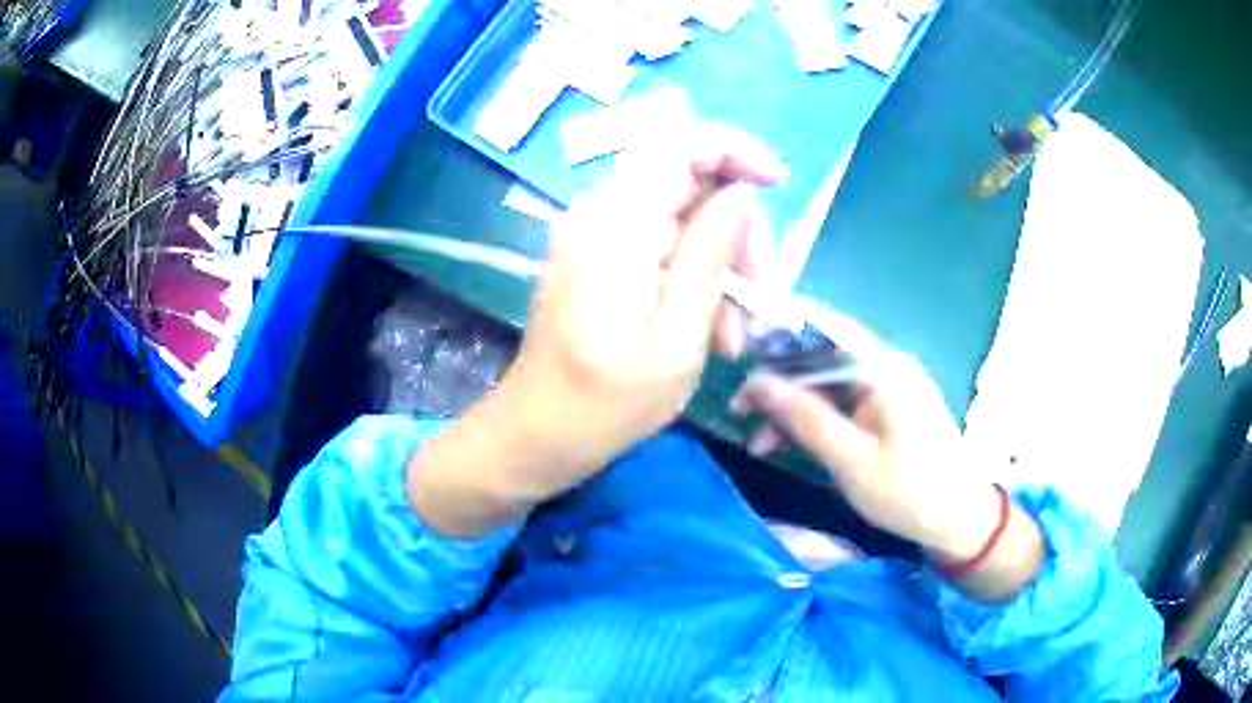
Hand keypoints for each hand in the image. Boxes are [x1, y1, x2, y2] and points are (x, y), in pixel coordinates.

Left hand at [409, 126, 784, 537]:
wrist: (536, 434)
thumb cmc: (607, 405)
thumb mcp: (678, 340)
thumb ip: (709, 256)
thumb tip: (739, 194)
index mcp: (618, 226)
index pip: (678, 142)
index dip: (735, 150)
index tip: (777, 186)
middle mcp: (600, 214)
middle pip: (690, 182)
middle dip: (737, 232)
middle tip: (759, 302)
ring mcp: (594, 235)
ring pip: (682, 215)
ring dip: (720, 264)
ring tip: (732, 336)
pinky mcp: (596, 256)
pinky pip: (660, 240)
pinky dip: (693, 274)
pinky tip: (707, 328)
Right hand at [730, 307, 1005, 560]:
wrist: (959, 519)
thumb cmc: (910, 492)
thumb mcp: (852, 461)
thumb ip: (806, 419)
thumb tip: (760, 383)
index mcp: (882, 368)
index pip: (823, 328)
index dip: (780, 332)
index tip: (741, 351)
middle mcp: (884, 367)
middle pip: (821, 357)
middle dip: (779, 382)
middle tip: (740, 410)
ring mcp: (887, 389)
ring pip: (827, 385)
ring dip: (792, 408)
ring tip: (757, 442)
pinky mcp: (886, 411)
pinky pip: (841, 405)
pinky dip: (814, 422)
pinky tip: (786, 445)